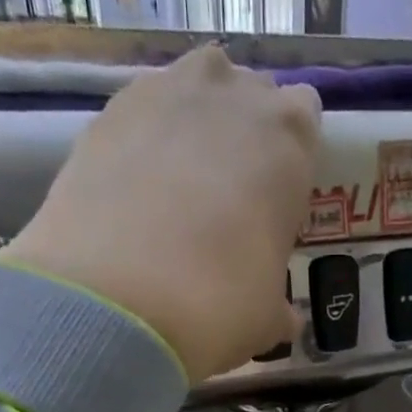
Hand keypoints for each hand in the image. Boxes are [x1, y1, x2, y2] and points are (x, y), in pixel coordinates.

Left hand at [0, 47, 320, 382]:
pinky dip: (141, 148)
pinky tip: (133, 202)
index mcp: (289, 137)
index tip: (274, 207)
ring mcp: (164, 91)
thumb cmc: (220, 304)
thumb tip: (282, 316)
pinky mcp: (107, 110)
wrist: (119, 301)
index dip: (288, 165)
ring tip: (177, 198)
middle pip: (247, 98)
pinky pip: (139, 117)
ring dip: (191, 133)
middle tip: (227, 207)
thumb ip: (280, 305)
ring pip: (191, 95)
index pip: (304, 119)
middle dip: (241, 142)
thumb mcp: (269, 320)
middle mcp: (231, 94)